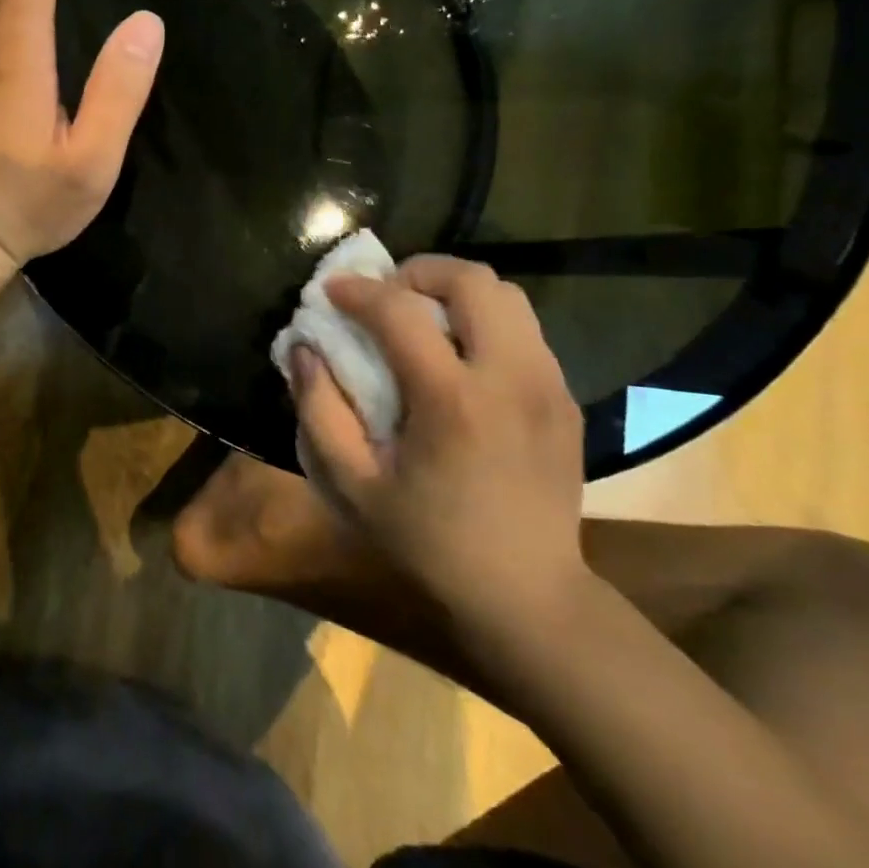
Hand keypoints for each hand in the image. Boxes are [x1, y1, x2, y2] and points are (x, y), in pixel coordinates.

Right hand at [290, 257, 588, 646]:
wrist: (528, 596)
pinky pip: (524, 330)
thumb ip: (320, 411)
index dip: (359, 290)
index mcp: (453, 401)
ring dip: (456, 292)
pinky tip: (459, 359)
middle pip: (473, 280)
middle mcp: (510, 377)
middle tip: (386, 295)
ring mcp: (547, 385)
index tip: (332, 290)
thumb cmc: (430, 543)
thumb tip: (304, 349)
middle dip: (419, 271)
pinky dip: (484, 322)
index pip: (401, 310)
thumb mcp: (354, 486)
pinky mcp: (565, 398)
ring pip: (507, 295)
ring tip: (422, 319)